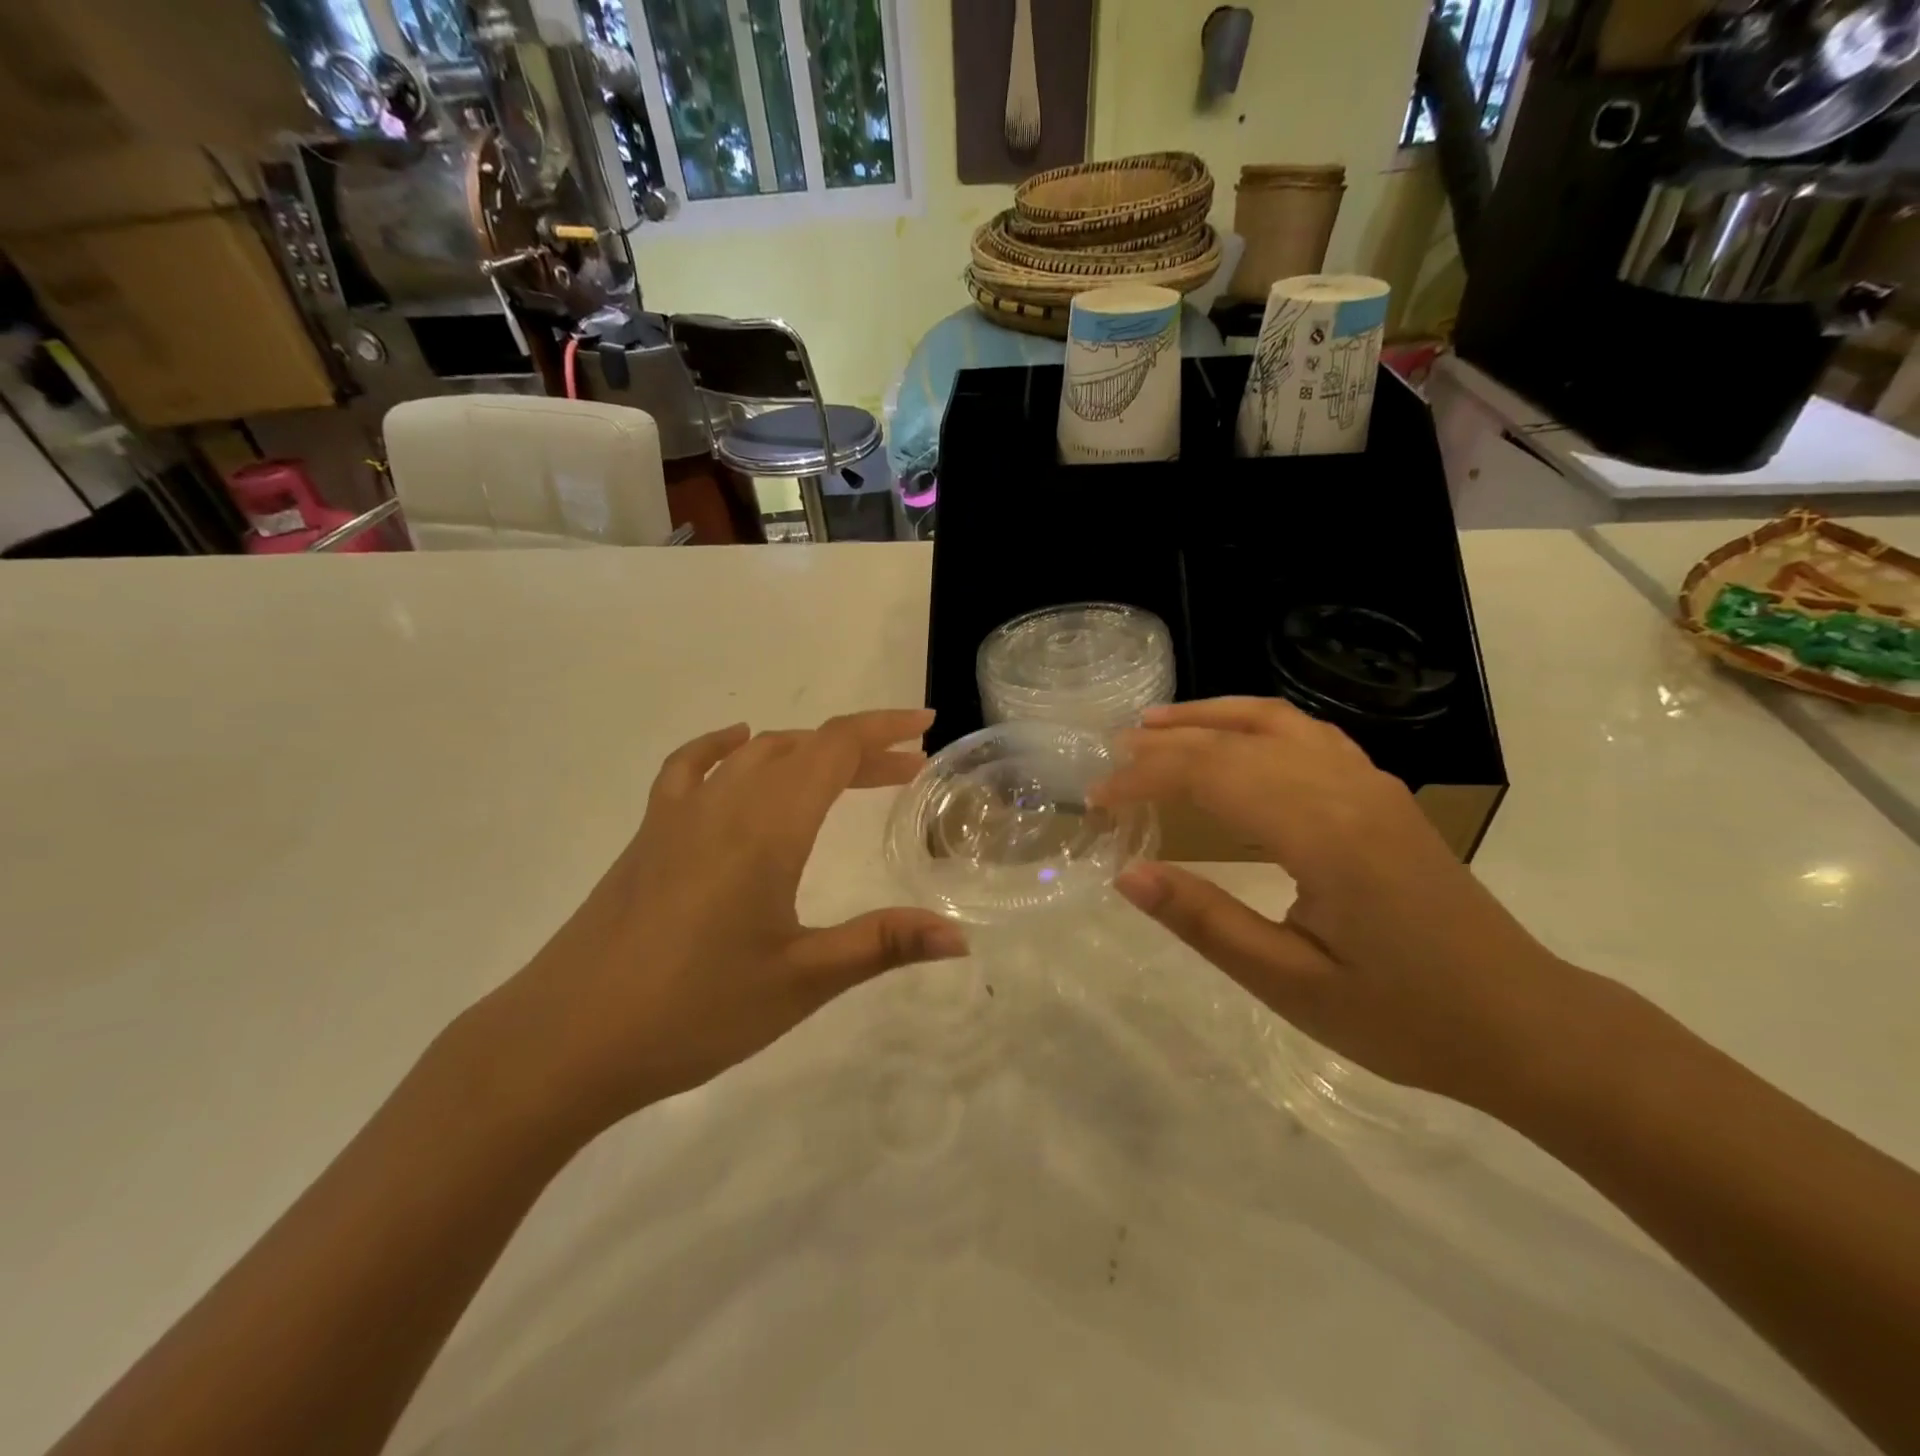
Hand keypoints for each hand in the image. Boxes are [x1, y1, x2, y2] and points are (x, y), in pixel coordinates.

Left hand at [477, 709, 966, 1137]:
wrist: (565, 1040)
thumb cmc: (694, 1010)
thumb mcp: (802, 981)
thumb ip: (883, 944)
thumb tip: (961, 937)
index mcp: (768, 827)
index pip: (835, 749)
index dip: (884, 729)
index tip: (926, 725)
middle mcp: (725, 802)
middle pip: (802, 748)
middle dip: (860, 750)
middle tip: (906, 771)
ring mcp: (678, 815)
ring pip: (755, 755)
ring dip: (806, 753)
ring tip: (842, 775)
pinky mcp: (647, 836)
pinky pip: (690, 769)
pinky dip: (723, 749)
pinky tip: (736, 748)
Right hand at [1090, 697, 1574, 1107]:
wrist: (1525, 1023)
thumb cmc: (1405, 1017)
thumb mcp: (1291, 985)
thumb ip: (1205, 921)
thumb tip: (1128, 875)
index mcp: (1322, 833)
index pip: (1210, 776)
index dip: (1144, 779)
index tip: (1097, 801)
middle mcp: (1346, 788)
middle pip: (1235, 741)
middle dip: (1164, 745)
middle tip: (1109, 760)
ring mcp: (1371, 783)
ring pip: (1276, 721)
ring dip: (1210, 716)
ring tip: (1157, 724)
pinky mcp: (1383, 794)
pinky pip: (1309, 734)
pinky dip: (1257, 722)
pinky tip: (1236, 738)